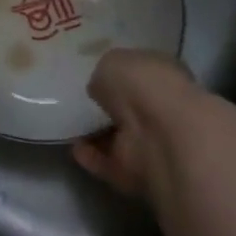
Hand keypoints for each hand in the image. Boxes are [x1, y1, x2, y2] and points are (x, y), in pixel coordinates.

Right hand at [71, 48, 199, 198]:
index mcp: (165, 74)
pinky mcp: (140, 173)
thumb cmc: (144, 85)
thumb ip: (104, 73)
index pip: (142, 73)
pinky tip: (73, 148)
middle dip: (110, 107)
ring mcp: (155, 143)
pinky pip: (111, 163)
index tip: (96, 76)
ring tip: (69, 126)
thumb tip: (100, 88)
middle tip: (81, 103)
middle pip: (133, 108)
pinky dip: (93, 157)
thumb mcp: (113, 62)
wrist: (162, 136)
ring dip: (98, 134)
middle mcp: (164, 108)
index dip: (121, 74)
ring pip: (122, 137)